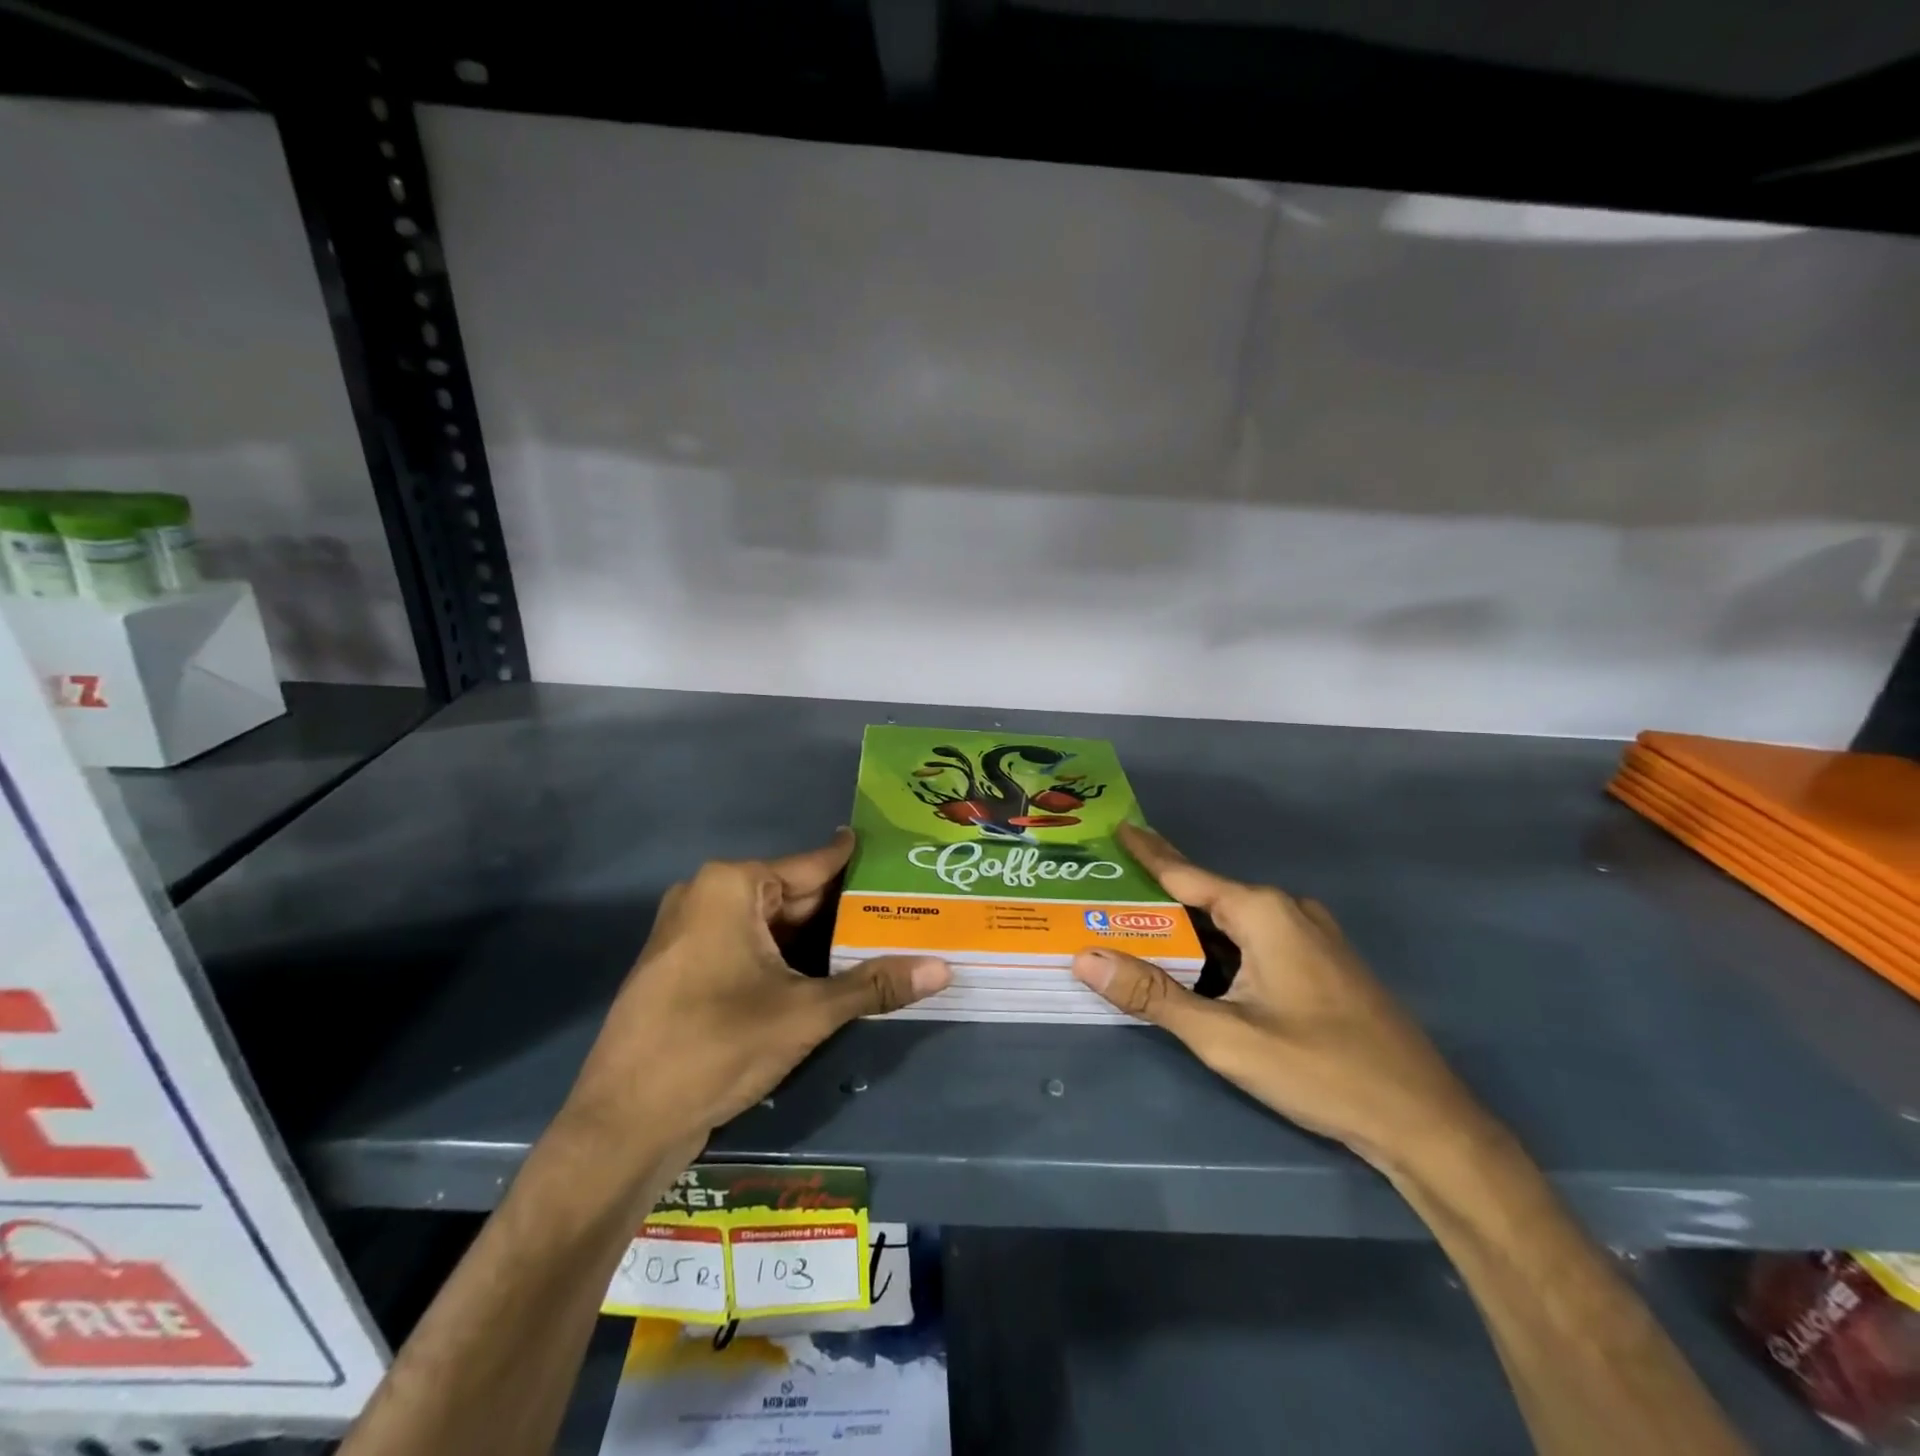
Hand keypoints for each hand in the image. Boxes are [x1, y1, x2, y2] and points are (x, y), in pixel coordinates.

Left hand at [561, 830, 950, 1154]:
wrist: (622, 1125)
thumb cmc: (715, 1046)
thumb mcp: (805, 1013)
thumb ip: (874, 985)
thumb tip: (943, 969)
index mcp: (731, 885)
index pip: (815, 865)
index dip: (861, 867)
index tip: (902, 861)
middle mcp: (707, 896)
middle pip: (795, 897)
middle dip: (846, 913)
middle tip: (906, 915)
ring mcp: (691, 932)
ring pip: (773, 927)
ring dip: (819, 942)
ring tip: (881, 945)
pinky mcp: (686, 968)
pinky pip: (750, 949)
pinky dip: (788, 960)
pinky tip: (830, 975)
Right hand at [1072, 824, 1491, 1169]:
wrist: (1425, 1122)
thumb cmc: (1321, 1071)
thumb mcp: (1225, 1037)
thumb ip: (1153, 995)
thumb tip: (1085, 958)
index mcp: (1263, 912)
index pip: (1186, 873)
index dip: (1147, 851)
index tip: (1116, 826)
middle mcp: (1286, 910)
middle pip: (1206, 897)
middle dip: (1159, 899)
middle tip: (1108, 897)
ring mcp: (1310, 935)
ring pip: (1232, 922)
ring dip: (1189, 929)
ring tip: (1140, 931)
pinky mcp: (1322, 962)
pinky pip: (1256, 940)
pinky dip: (1219, 947)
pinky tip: (1198, 966)